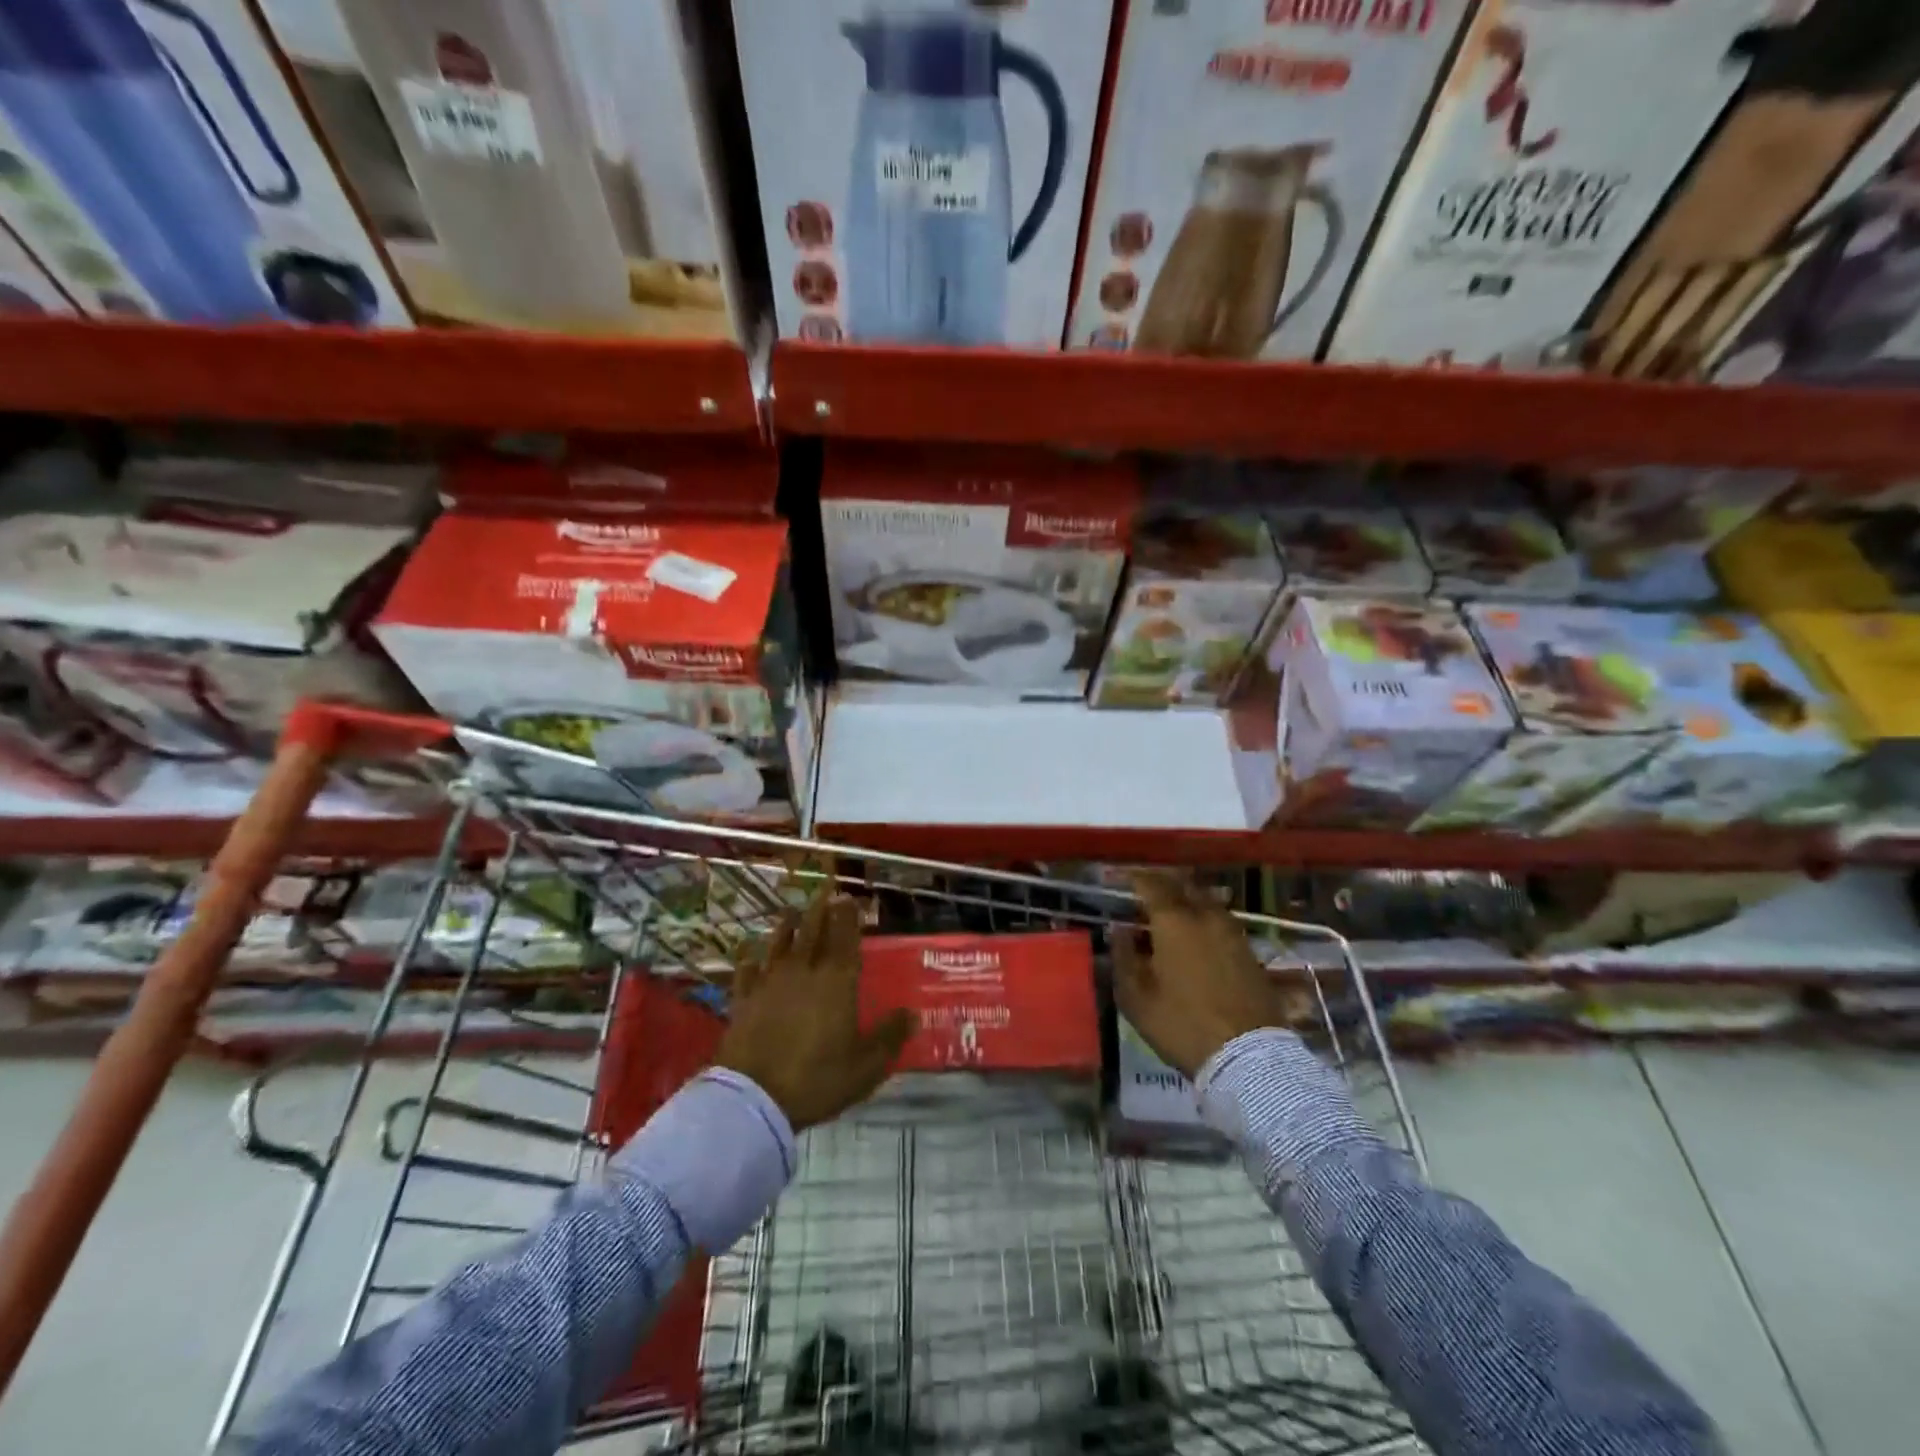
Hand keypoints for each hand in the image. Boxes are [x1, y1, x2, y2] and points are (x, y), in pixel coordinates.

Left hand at [714, 892, 915, 1130]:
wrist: (753, 1097)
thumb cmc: (817, 1078)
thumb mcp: (866, 1066)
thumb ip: (889, 1036)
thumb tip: (913, 1014)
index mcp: (836, 982)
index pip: (845, 938)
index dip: (848, 916)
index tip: (849, 899)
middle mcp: (803, 972)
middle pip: (812, 932)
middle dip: (820, 910)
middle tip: (825, 893)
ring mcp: (769, 983)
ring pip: (779, 944)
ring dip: (787, 926)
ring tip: (791, 912)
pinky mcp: (742, 1000)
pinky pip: (747, 972)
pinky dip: (750, 961)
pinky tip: (750, 956)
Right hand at [1113, 871, 1291, 1078]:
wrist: (1248, 1057)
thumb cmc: (1182, 1025)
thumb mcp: (1137, 998)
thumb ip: (1124, 957)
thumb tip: (1120, 930)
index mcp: (1174, 921)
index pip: (1151, 884)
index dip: (1135, 878)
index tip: (1122, 879)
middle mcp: (1205, 916)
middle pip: (1183, 885)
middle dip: (1163, 884)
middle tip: (1146, 893)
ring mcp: (1233, 932)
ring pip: (1206, 902)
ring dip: (1186, 901)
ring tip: (1170, 915)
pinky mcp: (1250, 952)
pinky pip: (1221, 922)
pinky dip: (1204, 920)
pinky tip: (1196, 937)